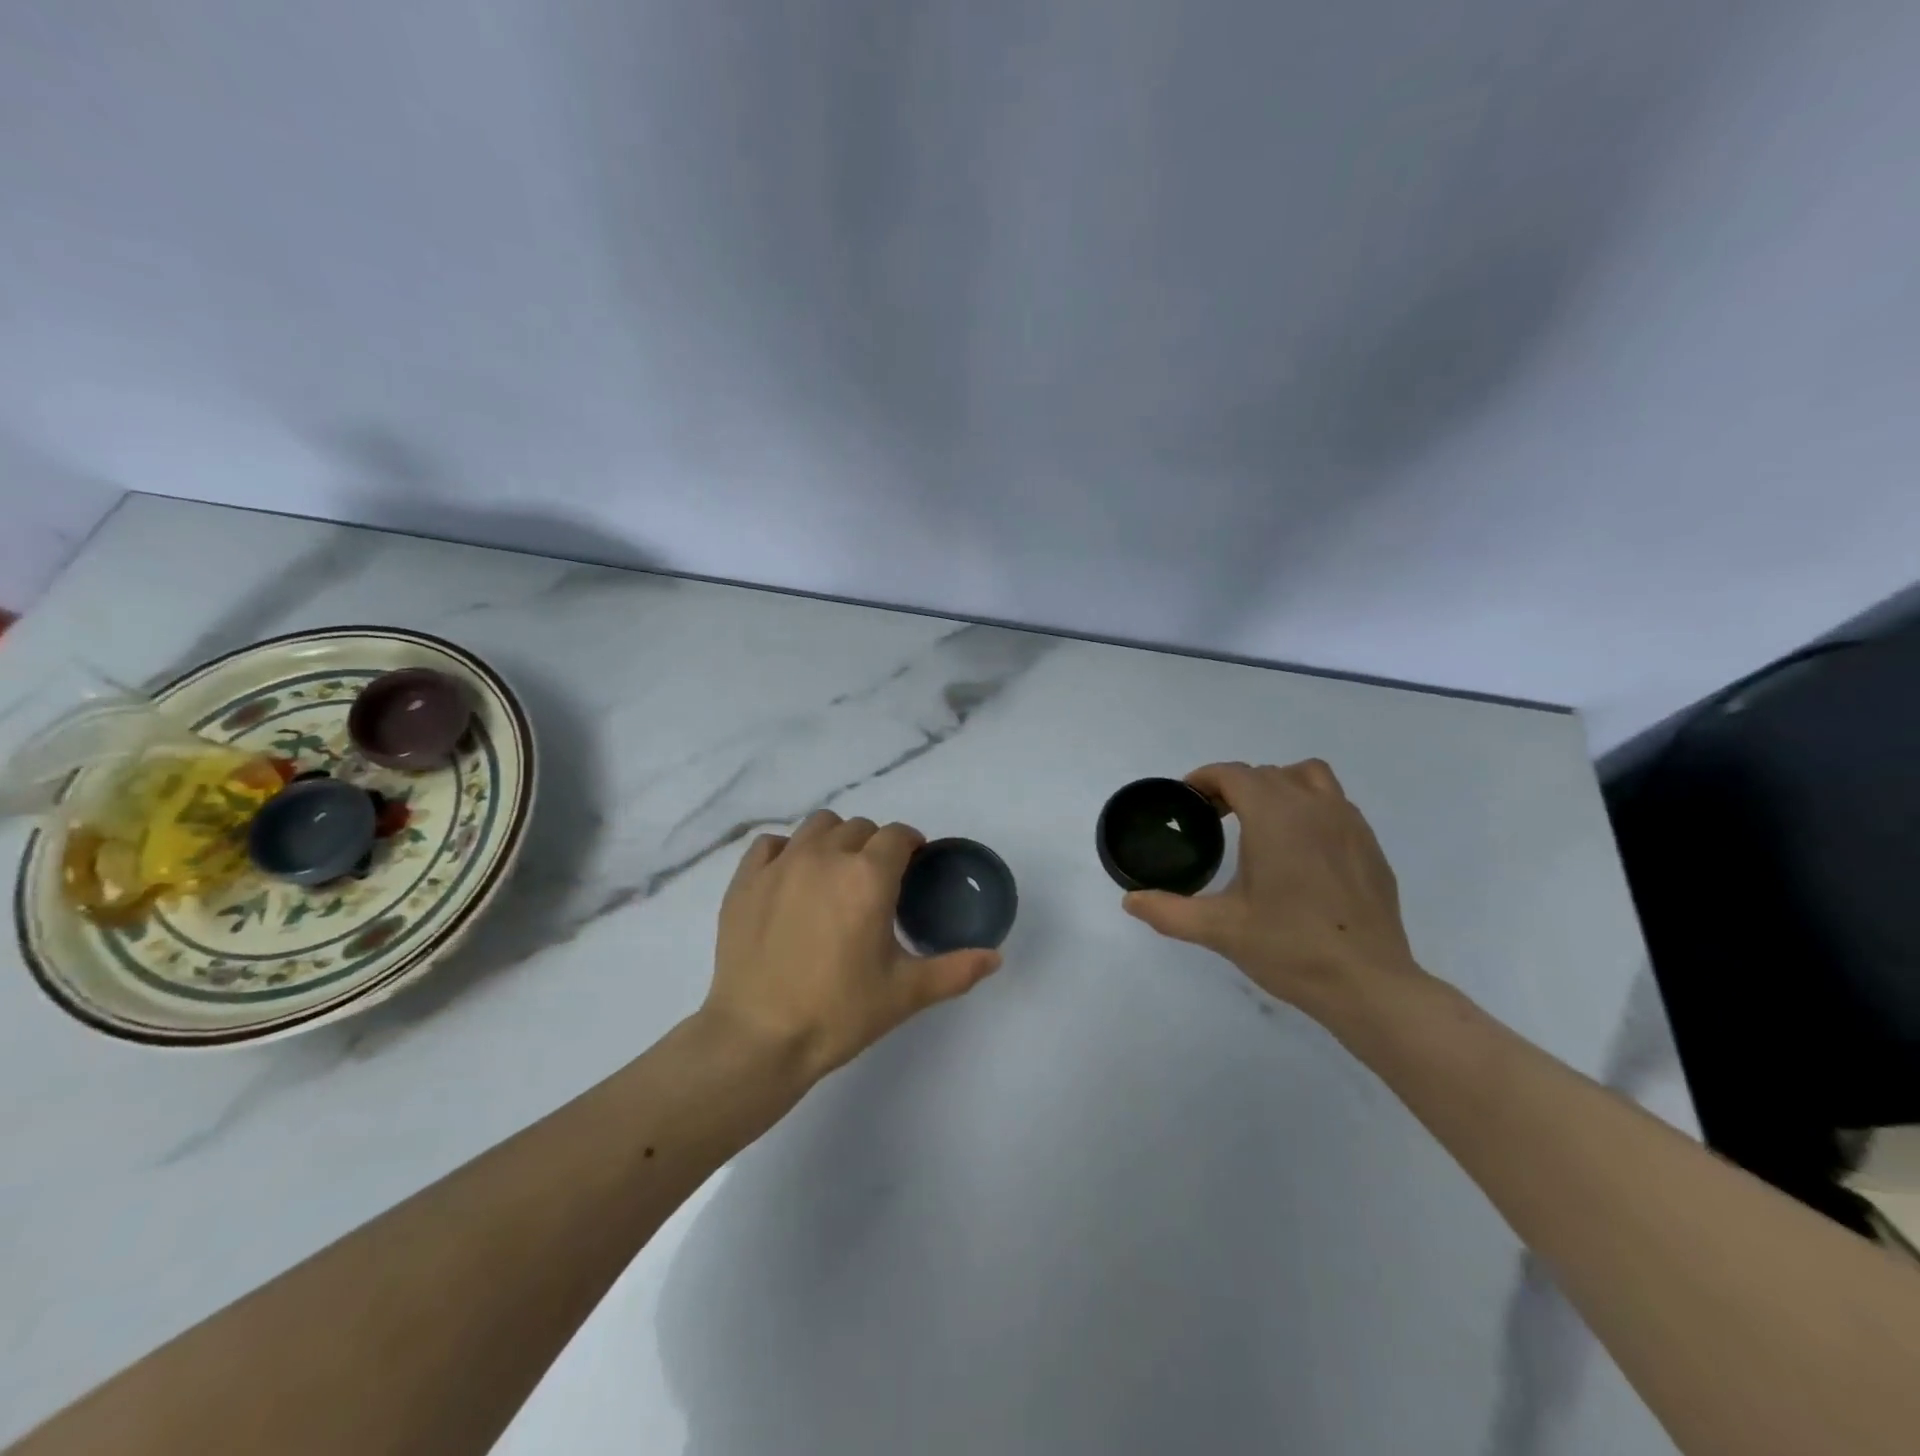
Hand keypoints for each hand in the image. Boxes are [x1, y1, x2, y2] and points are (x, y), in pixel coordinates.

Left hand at [703, 811, 1002, 1082]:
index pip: (898, 835)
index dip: (911, 845)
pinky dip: (787, 851)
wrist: (758, 1039)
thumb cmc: (838, 1013)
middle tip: (876, 882)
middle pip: (860, 827)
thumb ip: (956, 970)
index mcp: (868, 877)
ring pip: (817, 826)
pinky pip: (771, 844)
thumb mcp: (906, 994)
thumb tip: (996, 957)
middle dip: (875, 845)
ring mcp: (780, 865)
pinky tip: (791, 879)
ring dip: (835, 840)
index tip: (913, 866)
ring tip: (835, 874)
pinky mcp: (745, 880)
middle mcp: (825, 857)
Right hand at [1121, 760, 1423, 1018]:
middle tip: (1213, 817)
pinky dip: (1310, 808)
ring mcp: (1349, 822)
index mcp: (1274, 815)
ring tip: (1261, 820)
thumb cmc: (1289, 948)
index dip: (1204, 779)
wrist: (1368, 984)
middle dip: (1235, 786)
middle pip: (1266, 773)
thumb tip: (1130, 901)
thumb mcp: (1219, 929)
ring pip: (1308, 777)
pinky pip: (1334, 804)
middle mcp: (1313, 806)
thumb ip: (1168, 911)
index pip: (1233, 774)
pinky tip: (1300, 849)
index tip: (1187, 800)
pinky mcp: (1370, 845)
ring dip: (1279, 785)